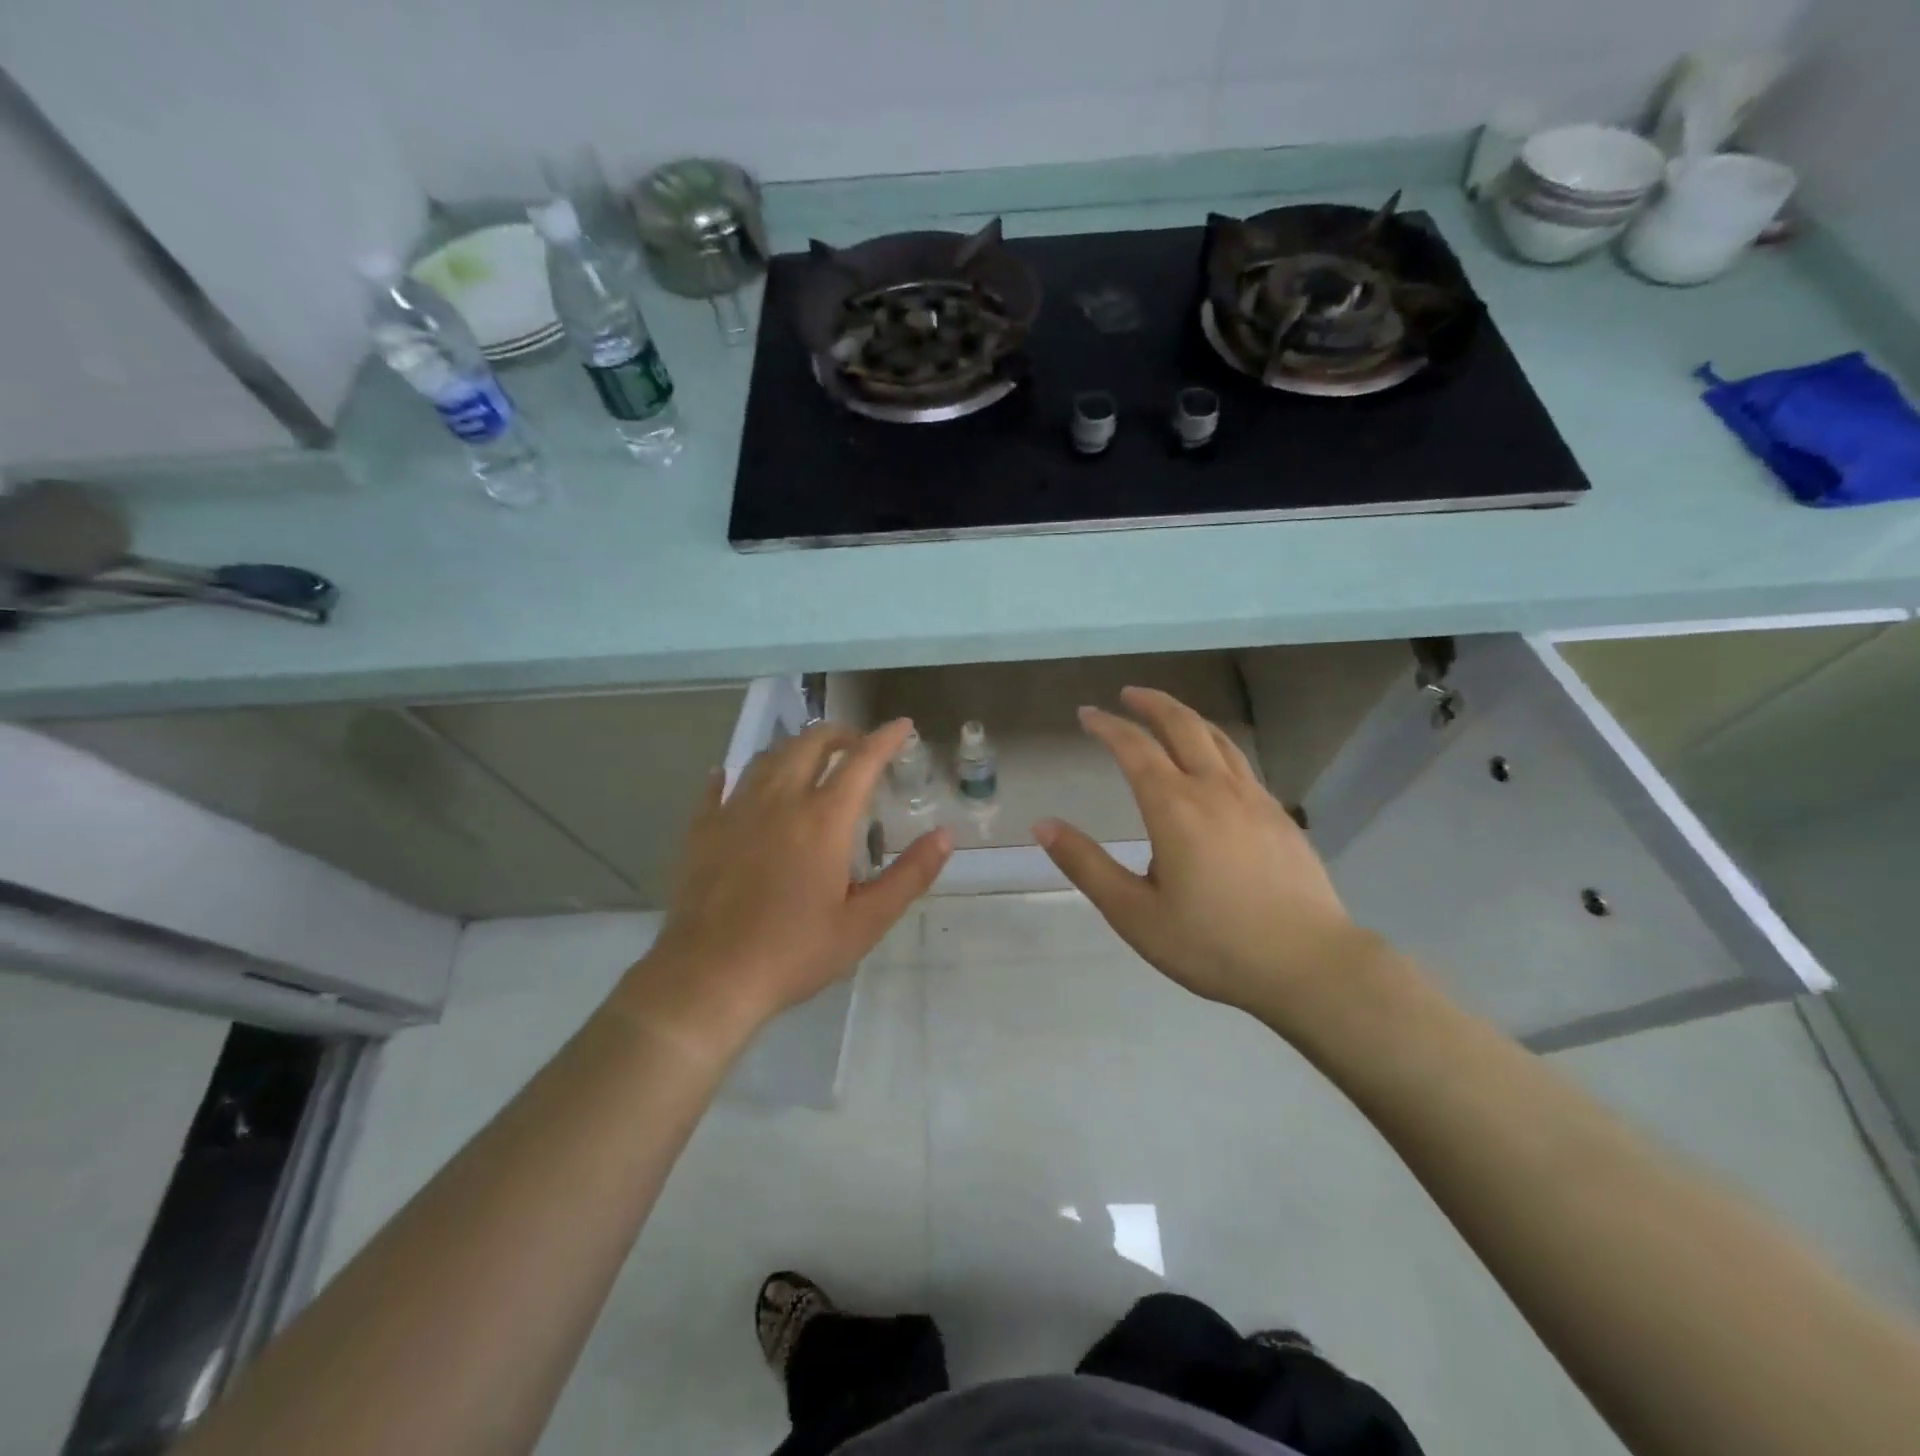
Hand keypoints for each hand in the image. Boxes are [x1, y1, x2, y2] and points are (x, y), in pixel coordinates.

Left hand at [632, 719, 951, 1044]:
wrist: (709, 978)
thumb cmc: (794, 952)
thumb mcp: (865, 923)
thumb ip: (909, 876)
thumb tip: (946, 835)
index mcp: (823, 820)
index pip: (862, 761)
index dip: (885, 738)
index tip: (902, 726)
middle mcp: (780, 801)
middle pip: (810, 744)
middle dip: (839, 734)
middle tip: (857, 745)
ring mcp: (736, 811)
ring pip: (767, 757)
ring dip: (794, 748)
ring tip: (808, 759)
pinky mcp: (703, 830)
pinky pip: (718, 787)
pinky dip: (733, 774)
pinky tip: (731, 776)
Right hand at [1035, 686, 1372, 1022]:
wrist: (1309, 965)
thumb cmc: (1212, 944)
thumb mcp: (1134, 913)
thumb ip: (1086, 865)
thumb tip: (1042, 824)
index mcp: (1174, 807)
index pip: (1134, 748)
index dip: (1108, 726)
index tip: (1087, 713)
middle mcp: (1215, 789)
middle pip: (1182, 725)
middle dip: (1151, 703)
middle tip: (1128, 694)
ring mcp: (1254, 799)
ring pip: (1218, 739)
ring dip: (1186, 718)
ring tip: (1168, 717)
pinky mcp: (1279, 816)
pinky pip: (1241, 763)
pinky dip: (1216, 746)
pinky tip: (1214, 767)